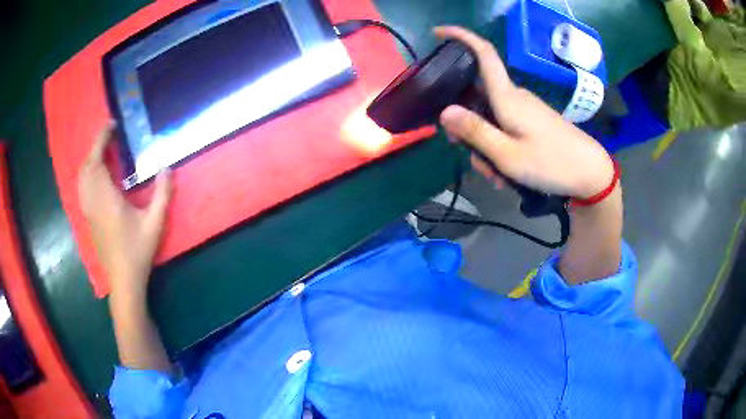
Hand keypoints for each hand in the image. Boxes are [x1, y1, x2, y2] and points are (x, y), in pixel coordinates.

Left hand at [78, 122, 172, 297]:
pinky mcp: (88, 219)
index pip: (98, 160)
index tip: (111, 124)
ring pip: (82, 178)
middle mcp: (93, 201)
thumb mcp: (155, 223)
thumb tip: (167, 167)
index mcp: (107, 198)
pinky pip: (82, 189)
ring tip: (102, 151)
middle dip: (95, 146)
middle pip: (87, 166)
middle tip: (109, 136)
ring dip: (90, 159)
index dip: (102, 139)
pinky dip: (86, 174)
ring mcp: (88, 211)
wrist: (123, 280)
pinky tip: (95, 176)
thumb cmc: (138, 251)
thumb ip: (162, 194)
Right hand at [434, 26, 622, 283]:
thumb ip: (475, 131)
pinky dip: (499, 147)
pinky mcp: (533, 120)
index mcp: (507, 96)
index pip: (483, 53)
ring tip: (496, 175)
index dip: (460, 37)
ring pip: (490, 118)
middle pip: (477, 97)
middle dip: (467, 124)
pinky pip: (505, 126)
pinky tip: (506, 171)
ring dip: (485, 145)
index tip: (438, 33)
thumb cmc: (551, 164)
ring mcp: (525, 108)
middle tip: (468, 155)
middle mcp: (514, 96)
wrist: (591, 174)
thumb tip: (445, 111)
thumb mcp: (507, 155)